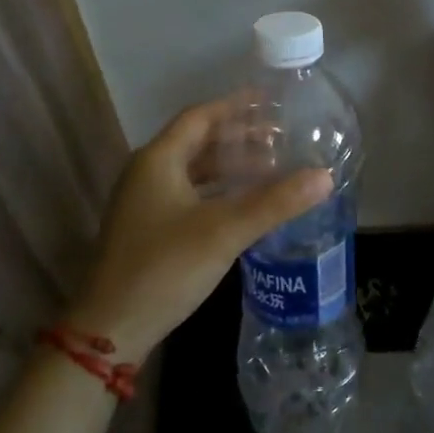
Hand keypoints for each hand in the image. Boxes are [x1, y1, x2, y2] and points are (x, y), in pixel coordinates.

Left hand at [69, 99, 332, 362]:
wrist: (109, 331)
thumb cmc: (164, 268)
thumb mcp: (224, 232)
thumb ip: (275, 202)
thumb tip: (325, 176)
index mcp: (158, 159)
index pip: (201, 116)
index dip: (236, 106)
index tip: (272, 101)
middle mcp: (148, 173)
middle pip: (198, 141)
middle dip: (240, 136)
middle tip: (282, 137)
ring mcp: (146, 203)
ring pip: (195, 170)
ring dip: (231, 165)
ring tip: (272, 166)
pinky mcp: (150, 229)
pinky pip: (191, 194)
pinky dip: (219, 190)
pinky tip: (246, 203)